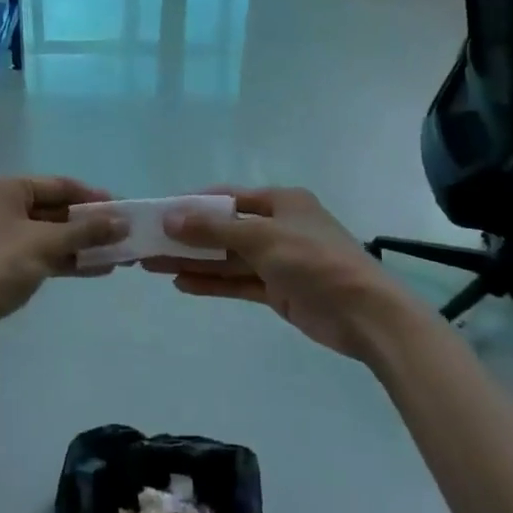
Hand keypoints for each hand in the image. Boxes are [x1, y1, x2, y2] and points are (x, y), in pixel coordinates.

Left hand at [0, 176, 127, 352]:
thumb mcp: (44, 244)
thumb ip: (85, 231)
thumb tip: (123, 222)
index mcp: (6, 189)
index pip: (59, 185)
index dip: (93, 197)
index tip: (124, 209)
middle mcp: (3, 206)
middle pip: (56, 210)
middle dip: (91, 224)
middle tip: (125, 235)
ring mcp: (2, 236)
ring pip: (52, 235)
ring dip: (83, 245)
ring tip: (120, 255)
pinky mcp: (4, 264)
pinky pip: (43, 255)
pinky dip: (68, 260)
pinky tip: (97, 269)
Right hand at [142, 187, 410, 363]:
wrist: (365, 314)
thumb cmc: (316, 261)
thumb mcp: (263, 238)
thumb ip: (215, 228)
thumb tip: (170, 216)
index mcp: (281, 202)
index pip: (227, 198)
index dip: (193, 204)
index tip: (159, 213)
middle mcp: (278, 227)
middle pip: (223, 229)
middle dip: (186, 237)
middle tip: (147, 243)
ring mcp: (278, 260)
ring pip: (226, 258)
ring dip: (193, 261)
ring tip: (153, 265)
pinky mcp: (278, 290)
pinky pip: (237, 282)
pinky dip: (211, 283)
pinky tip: (181, 283)